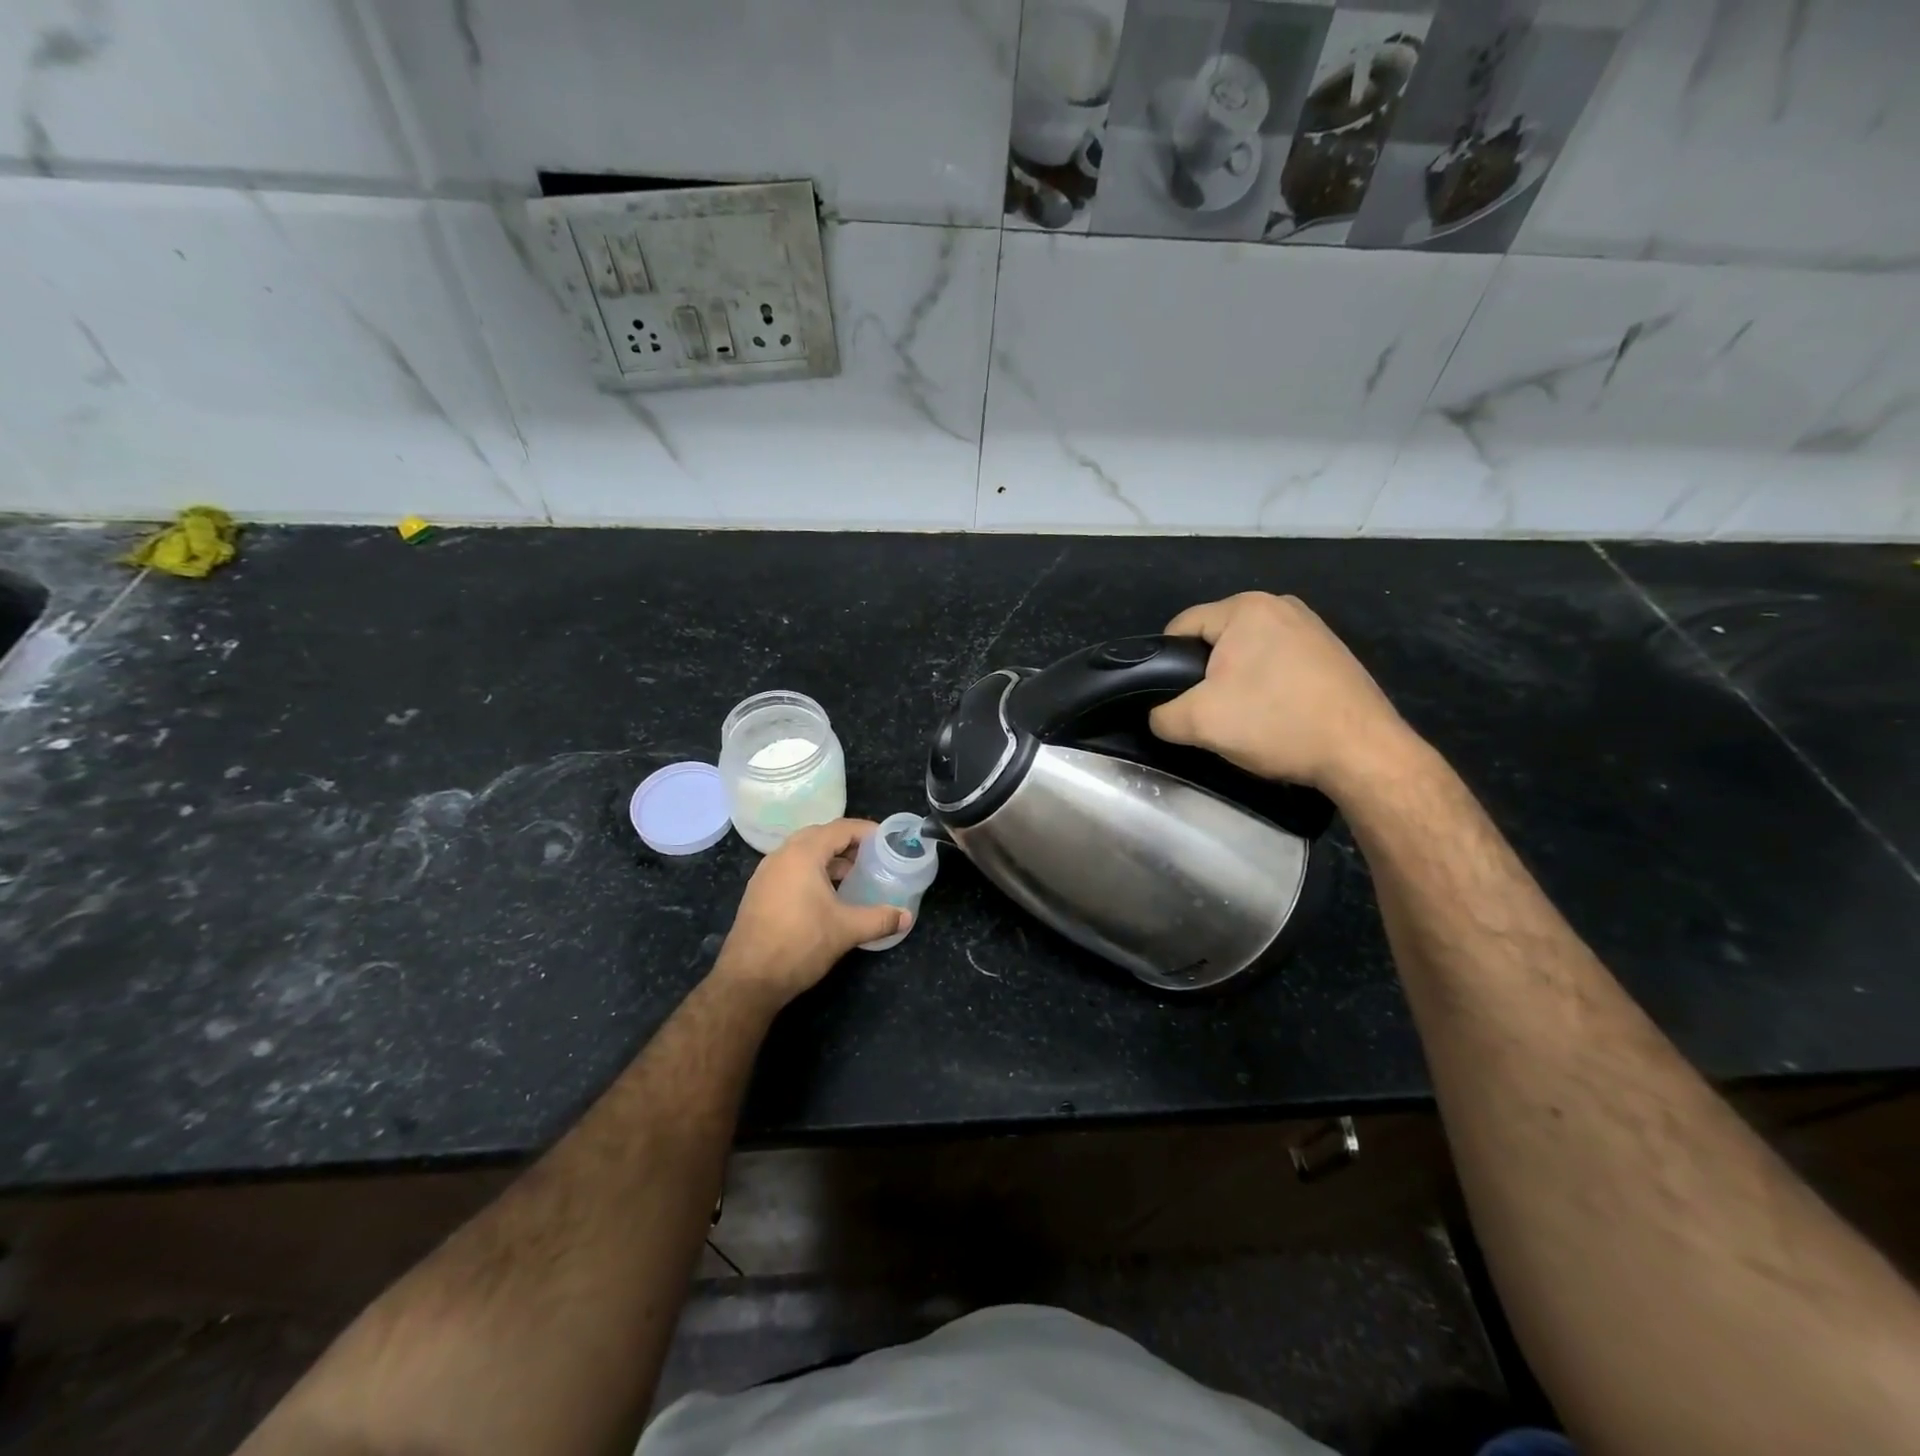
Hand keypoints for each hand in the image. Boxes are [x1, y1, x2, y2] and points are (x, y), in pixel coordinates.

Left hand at [711, 819, 908, 1006]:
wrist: (748, 980)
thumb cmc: (800, 944)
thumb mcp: (846, 930)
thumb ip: (880, 919)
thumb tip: (907, 917)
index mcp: (802, 854)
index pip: (840, 829)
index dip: (866, 831)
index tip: (887, 841)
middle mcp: (782, 856)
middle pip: (820, 836)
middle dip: (848, 843)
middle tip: (872, 857)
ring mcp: (766, 874)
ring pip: (803, 853)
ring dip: (829, 859)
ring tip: (854, 875)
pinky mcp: (759, 892)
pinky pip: (791, 869)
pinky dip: (812, 872)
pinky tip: (827, 895)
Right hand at [1148, 592, 1416, 793]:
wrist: (1364, 753)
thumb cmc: (1276, 723)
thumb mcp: (1199, 723)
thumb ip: (1162, 715)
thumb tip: (1159, 715)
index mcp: (1245, 608)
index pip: (1181, 627)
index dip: (1164, 664)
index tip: (1170, 700)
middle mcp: (1280, 605)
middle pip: (1215, 640)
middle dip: (1203, 676)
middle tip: (1206, 714)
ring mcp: (1311, 627)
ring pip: (1247, 654)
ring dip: (1235, 683)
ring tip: (1242, 719)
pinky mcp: (1331, 652)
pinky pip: (1277, 663)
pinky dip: (1267, 687)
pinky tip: (1275, 716)